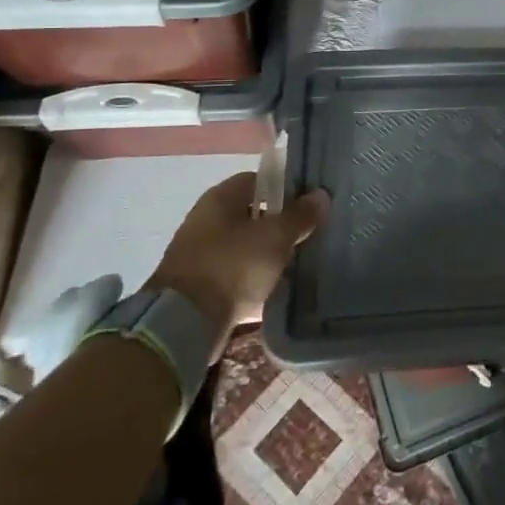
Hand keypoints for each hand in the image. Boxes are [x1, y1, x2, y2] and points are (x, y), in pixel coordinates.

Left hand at [145, 173, 327, 333]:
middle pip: (252, 213)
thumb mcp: (275, 238)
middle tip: (308, 235)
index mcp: (221, 198)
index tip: (309, 205)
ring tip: (296, 262)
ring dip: (267, 252)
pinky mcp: (199, 283)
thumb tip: (321, 195)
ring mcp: (200, 251)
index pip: (259, 180)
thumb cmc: (232, 267)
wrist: (183, 323)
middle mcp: (206, 218)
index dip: (286, 189)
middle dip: (279, 224)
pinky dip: (253, 276)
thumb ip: (300, 216)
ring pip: (245, 244)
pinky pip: (235, 271)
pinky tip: (275, 286)